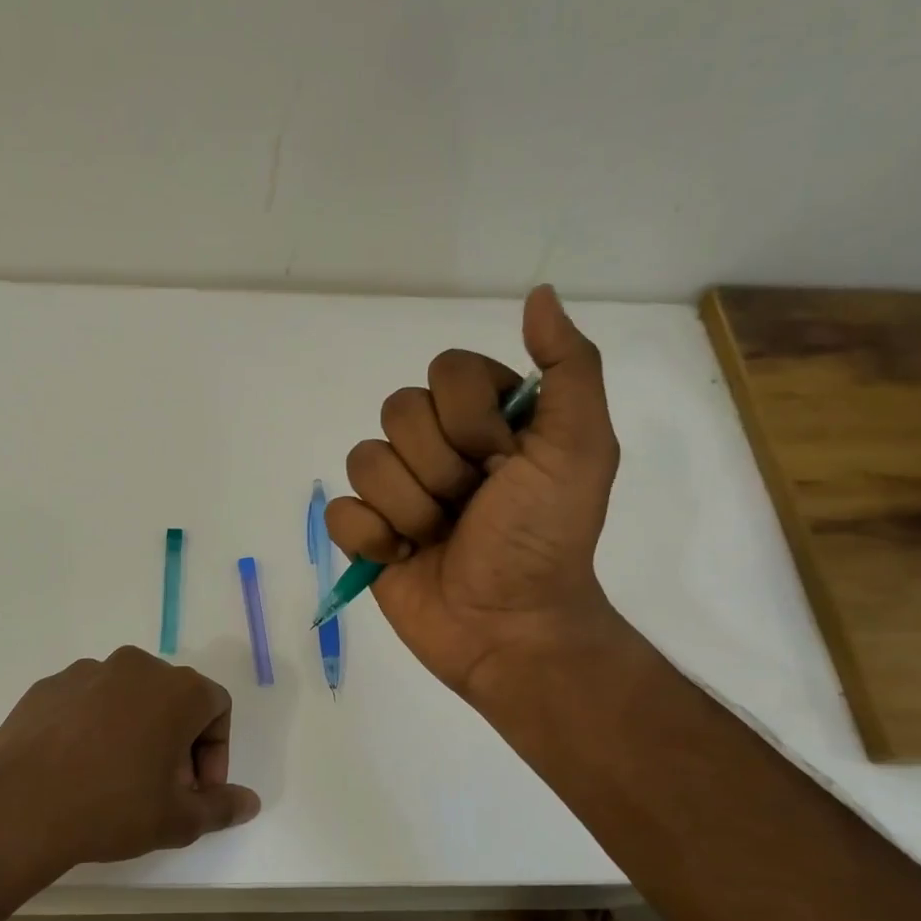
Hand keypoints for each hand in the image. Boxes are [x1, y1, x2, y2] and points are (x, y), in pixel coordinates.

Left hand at [0, 647, 260, 869]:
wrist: (18, 805)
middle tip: (161, 789)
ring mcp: (88, 671)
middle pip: (173, 699)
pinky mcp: (49, 685)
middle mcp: (136, 666)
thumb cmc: (112, 807)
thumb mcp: (177, 820)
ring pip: (128, 698)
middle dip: (177, 742)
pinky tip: (77, 768)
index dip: (215, 752)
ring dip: (136, 732)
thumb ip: (221, 807)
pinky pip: (87, 702)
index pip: (217, 708)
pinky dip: (94, 728)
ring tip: (116, 780)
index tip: (195, 790)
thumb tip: (250, 802)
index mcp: (177, 689)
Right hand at [324, 286, 628, 699]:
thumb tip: (537, 294)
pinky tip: (403, 557)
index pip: (445, 372)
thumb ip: (568, 369)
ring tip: (439, 538)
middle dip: (439, 468)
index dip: (468, 417)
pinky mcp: (366, 535)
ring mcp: (397, 492)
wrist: (509, 626)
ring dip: (409, 507)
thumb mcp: (579, 449)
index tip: (503, 461)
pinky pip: (341, 511)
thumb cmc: (545, 538)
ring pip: (364, 460)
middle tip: (471, 506)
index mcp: (483, 420)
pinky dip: (371, 537)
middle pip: (397, 412)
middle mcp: (436, 447)